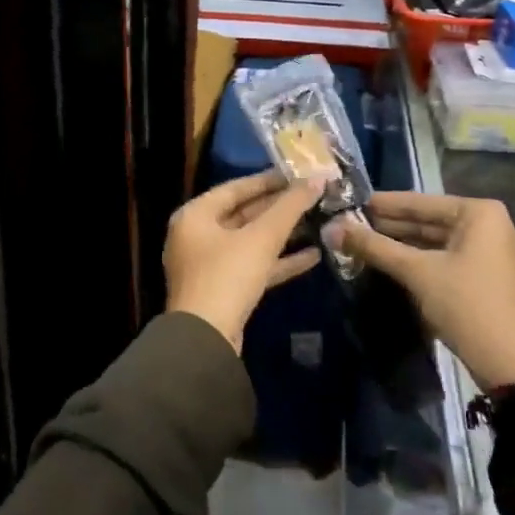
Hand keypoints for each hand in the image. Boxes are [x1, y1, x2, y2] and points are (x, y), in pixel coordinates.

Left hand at [165, 171, 324, 351]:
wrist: (206, 340)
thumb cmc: (227, 276)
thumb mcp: (261, 238)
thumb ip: (290, 207)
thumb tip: (318, 179)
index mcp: (195, 215)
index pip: (235, 188)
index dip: (268, 180)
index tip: (298, 174)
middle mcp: (197, 236)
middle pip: (243, 214)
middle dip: (279, 208)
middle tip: (313, 197)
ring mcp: (209, 265)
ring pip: (251, 242)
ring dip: (283, 235)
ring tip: (318, 222)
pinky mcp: (224, 290)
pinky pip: (254, 266)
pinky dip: (279, 261)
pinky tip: (313, 256)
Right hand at [329, 192, 514, 388]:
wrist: (509, 364)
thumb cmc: (466, 305)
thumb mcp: (417, 272)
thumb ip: (374, 247)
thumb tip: (332, 227)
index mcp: (479, 213)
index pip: (419, 202)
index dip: (381, 204)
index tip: (347, 202)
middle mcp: (487, 224)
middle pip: (426, 220)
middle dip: (387, 225)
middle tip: (346, 224)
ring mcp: (486, 251)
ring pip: (432, 240)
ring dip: (397, 243)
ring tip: (358, 241)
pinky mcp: (480, 274)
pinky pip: (440, 257)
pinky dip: (414, 259)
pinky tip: (384, 260)